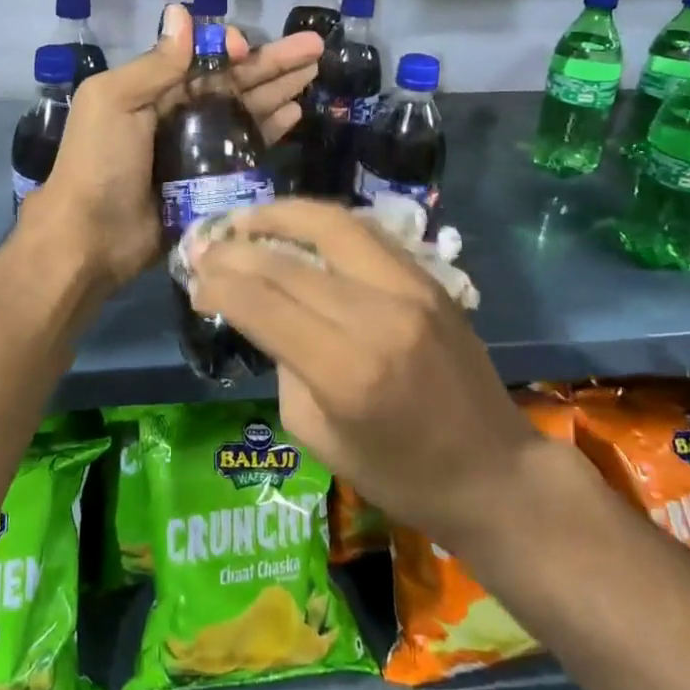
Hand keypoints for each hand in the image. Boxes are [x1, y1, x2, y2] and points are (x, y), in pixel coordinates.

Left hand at [25, 7, 323, 288]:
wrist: (92, 237)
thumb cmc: (99, 162)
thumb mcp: (115, 101)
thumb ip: (155, 64)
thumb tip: (182, 12)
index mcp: (152, 88)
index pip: (202, 57)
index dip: (230, 47)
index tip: (249, 47)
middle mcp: (178, 113)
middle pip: (234, 80)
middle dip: (273, 62)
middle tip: (317, 47)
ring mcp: (198, 147)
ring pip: (246, 109)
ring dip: (279, 90)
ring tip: (314, 72)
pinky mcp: (212, 179)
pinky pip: (247, 148)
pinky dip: (270, 128)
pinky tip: (295, 112)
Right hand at [188, 200, 536, 550]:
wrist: (494, 472)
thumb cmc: (400, 475)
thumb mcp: (317, 436)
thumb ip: (284, 365)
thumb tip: (262, 311)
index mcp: (345, 370)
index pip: (262, 303)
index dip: (218, 285)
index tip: (194, 282)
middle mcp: (377, 316)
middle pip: (287, 261)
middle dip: (235, 249)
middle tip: (204, 247)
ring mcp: (411, 288)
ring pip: (331, 224)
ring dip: (280, 214)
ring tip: (246, 219)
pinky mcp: (430, 278)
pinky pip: (365, 233)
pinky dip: (323, 223)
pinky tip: (298, 227)